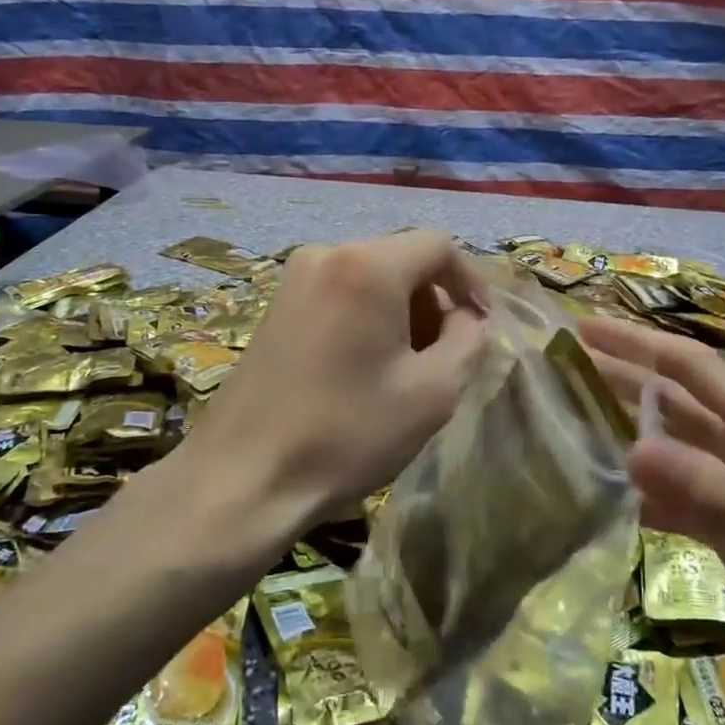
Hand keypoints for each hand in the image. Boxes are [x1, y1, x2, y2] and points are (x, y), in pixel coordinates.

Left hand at [180, 231, 488, 530]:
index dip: (471, 282)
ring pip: (371, 277)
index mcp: (368, 265)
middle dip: (434, 301)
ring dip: (401, 312)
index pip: (439, 246)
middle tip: (443, 355)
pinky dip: (366, 318)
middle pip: (403, 259)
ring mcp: (294, 279)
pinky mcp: (276, 307)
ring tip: (405, 368)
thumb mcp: (433, 391)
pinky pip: (340, 294)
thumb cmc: (348, 433)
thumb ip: (469, 340)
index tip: (481, 327)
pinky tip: (363, 368)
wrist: (244, 478)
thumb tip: (466, 318)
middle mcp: (327, 254)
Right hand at [579, 317, 724, 724]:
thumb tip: (631, 447)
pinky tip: (605, 493)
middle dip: (623, 379)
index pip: (691, 368)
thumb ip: (706, 490)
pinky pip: (676, 494)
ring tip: (570, 421)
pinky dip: (643, 489)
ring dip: (626, 431)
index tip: (584, 329)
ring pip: (672, 446)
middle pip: (675, 401)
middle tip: (562, 368)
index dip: (637, 344)